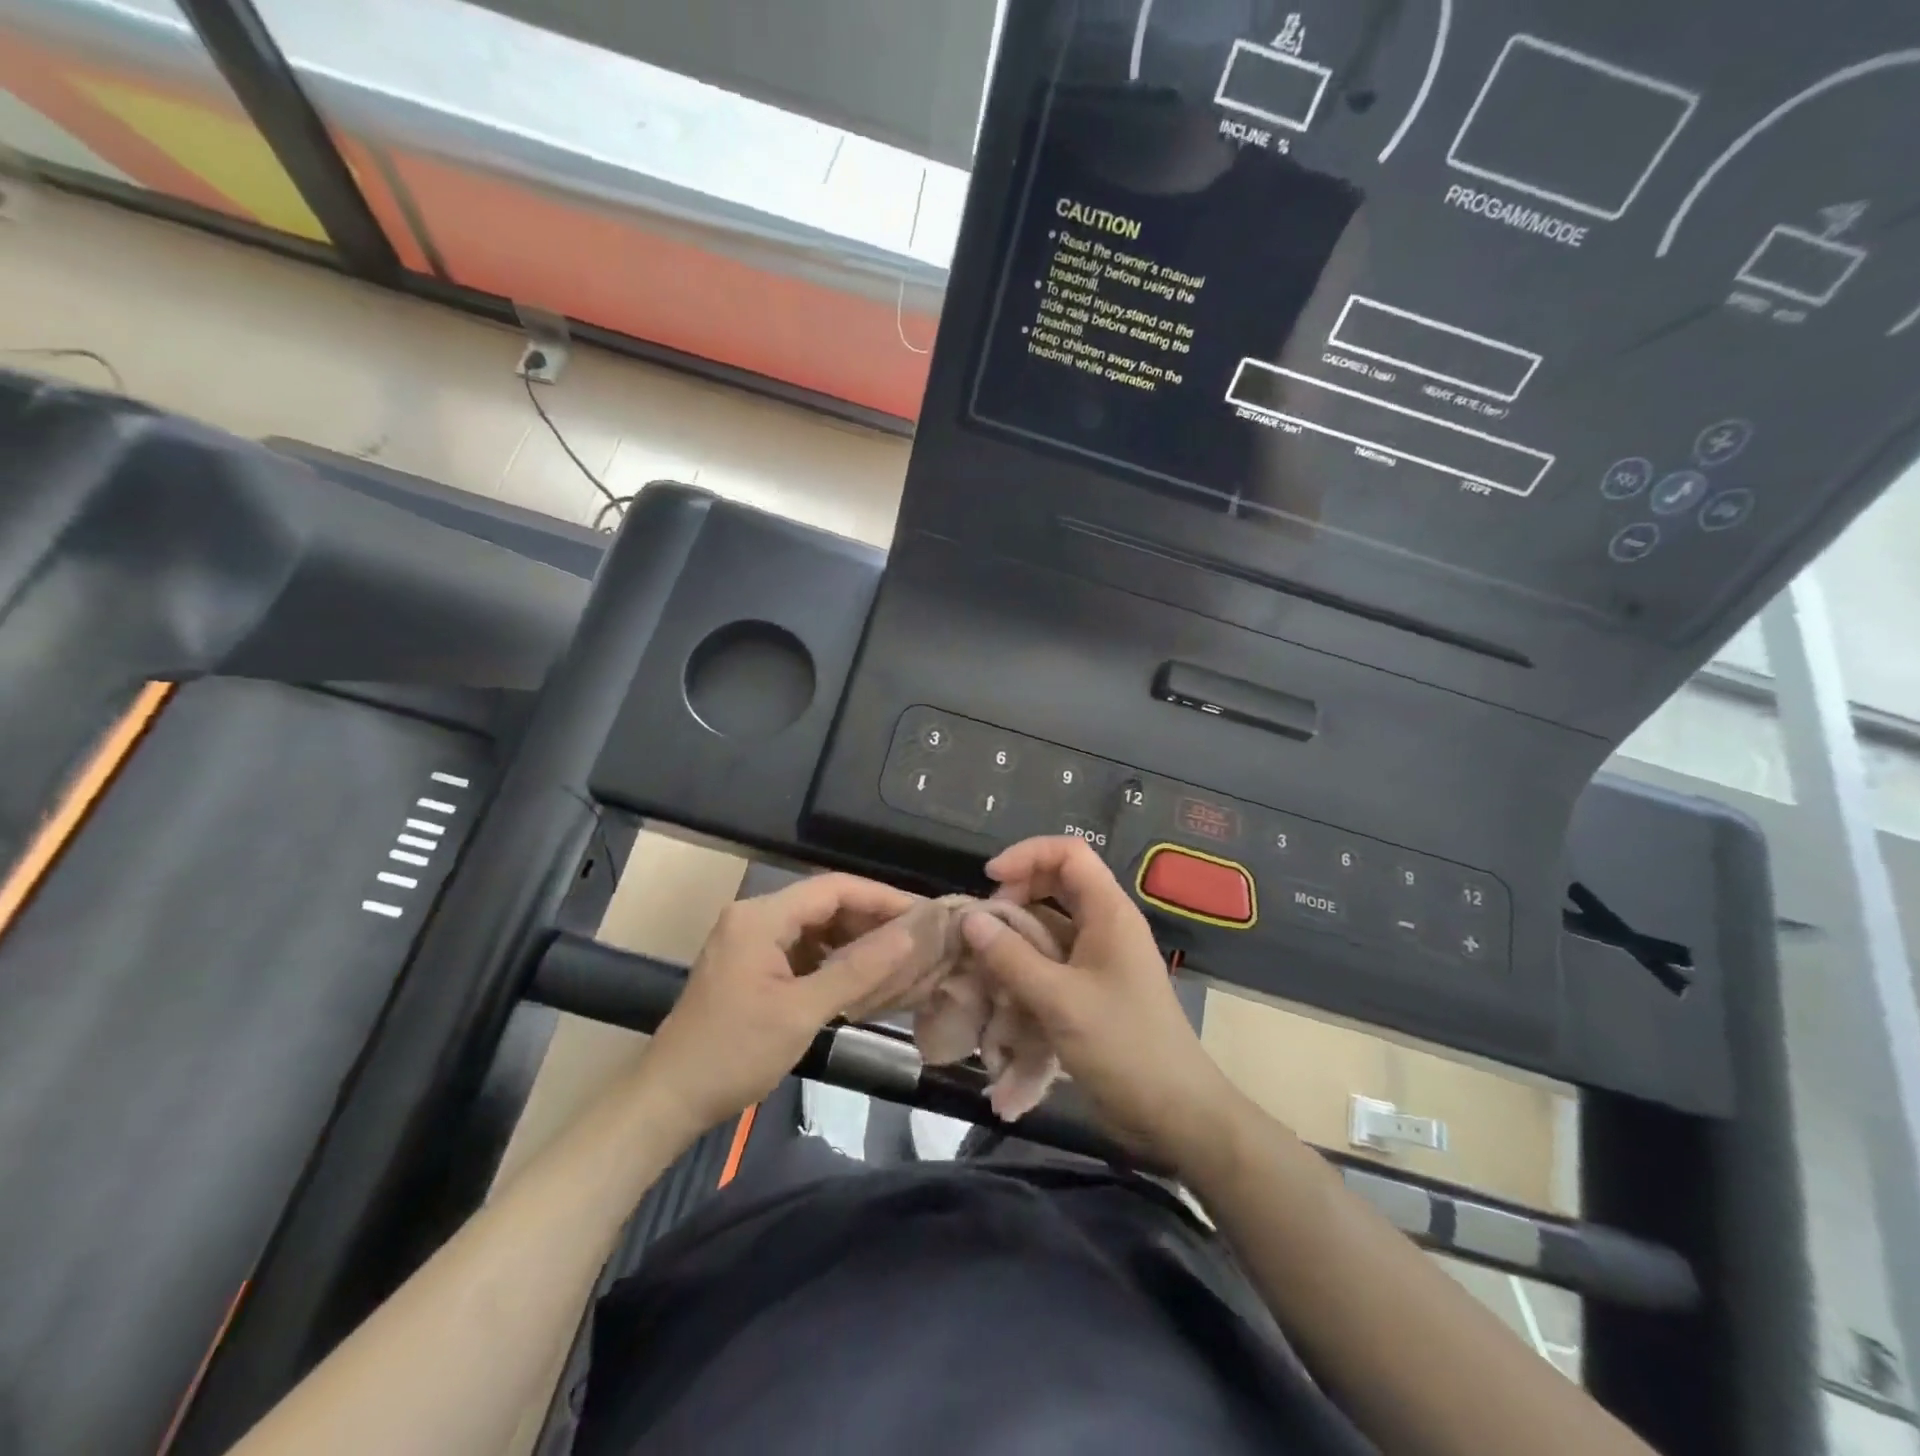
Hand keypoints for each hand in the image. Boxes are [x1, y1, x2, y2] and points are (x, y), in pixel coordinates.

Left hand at [646, 874, 921, 1129]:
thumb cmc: (734, 1053)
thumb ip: (858, 969)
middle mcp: (754, 916)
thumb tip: (910, 935)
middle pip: (825, 904)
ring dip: (854, 940)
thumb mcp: (802, 1011)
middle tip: (917, 939)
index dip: (882, 897)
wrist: (668, 1100)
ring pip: (815, 926)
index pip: (834, 888)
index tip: (924, 914)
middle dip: (871, 919)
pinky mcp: (750, 964)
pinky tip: (860, 977)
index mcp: (761, 916)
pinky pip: (801, 948)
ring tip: (897, 957)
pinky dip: (832, 959)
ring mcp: (750, 940)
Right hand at [961, 836, 1245, 1172]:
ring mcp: (1101, 957)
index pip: (1069, 853)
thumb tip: (970, 918)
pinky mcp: (1093, 987)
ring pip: (1052, 922)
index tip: (989, 880)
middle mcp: (1106, 924)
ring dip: (1017, 932)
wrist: (1175, 1112)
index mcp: (1109, 912)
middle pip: (1058, 882)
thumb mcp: (1060, 1000)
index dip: (1027, 854)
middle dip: (1017, 893)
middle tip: (985, 922)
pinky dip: (1026, 963)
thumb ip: (1011, 957)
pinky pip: (1054, 957)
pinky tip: (1001, 987)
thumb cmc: (1124, 1047)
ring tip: (984, 956)